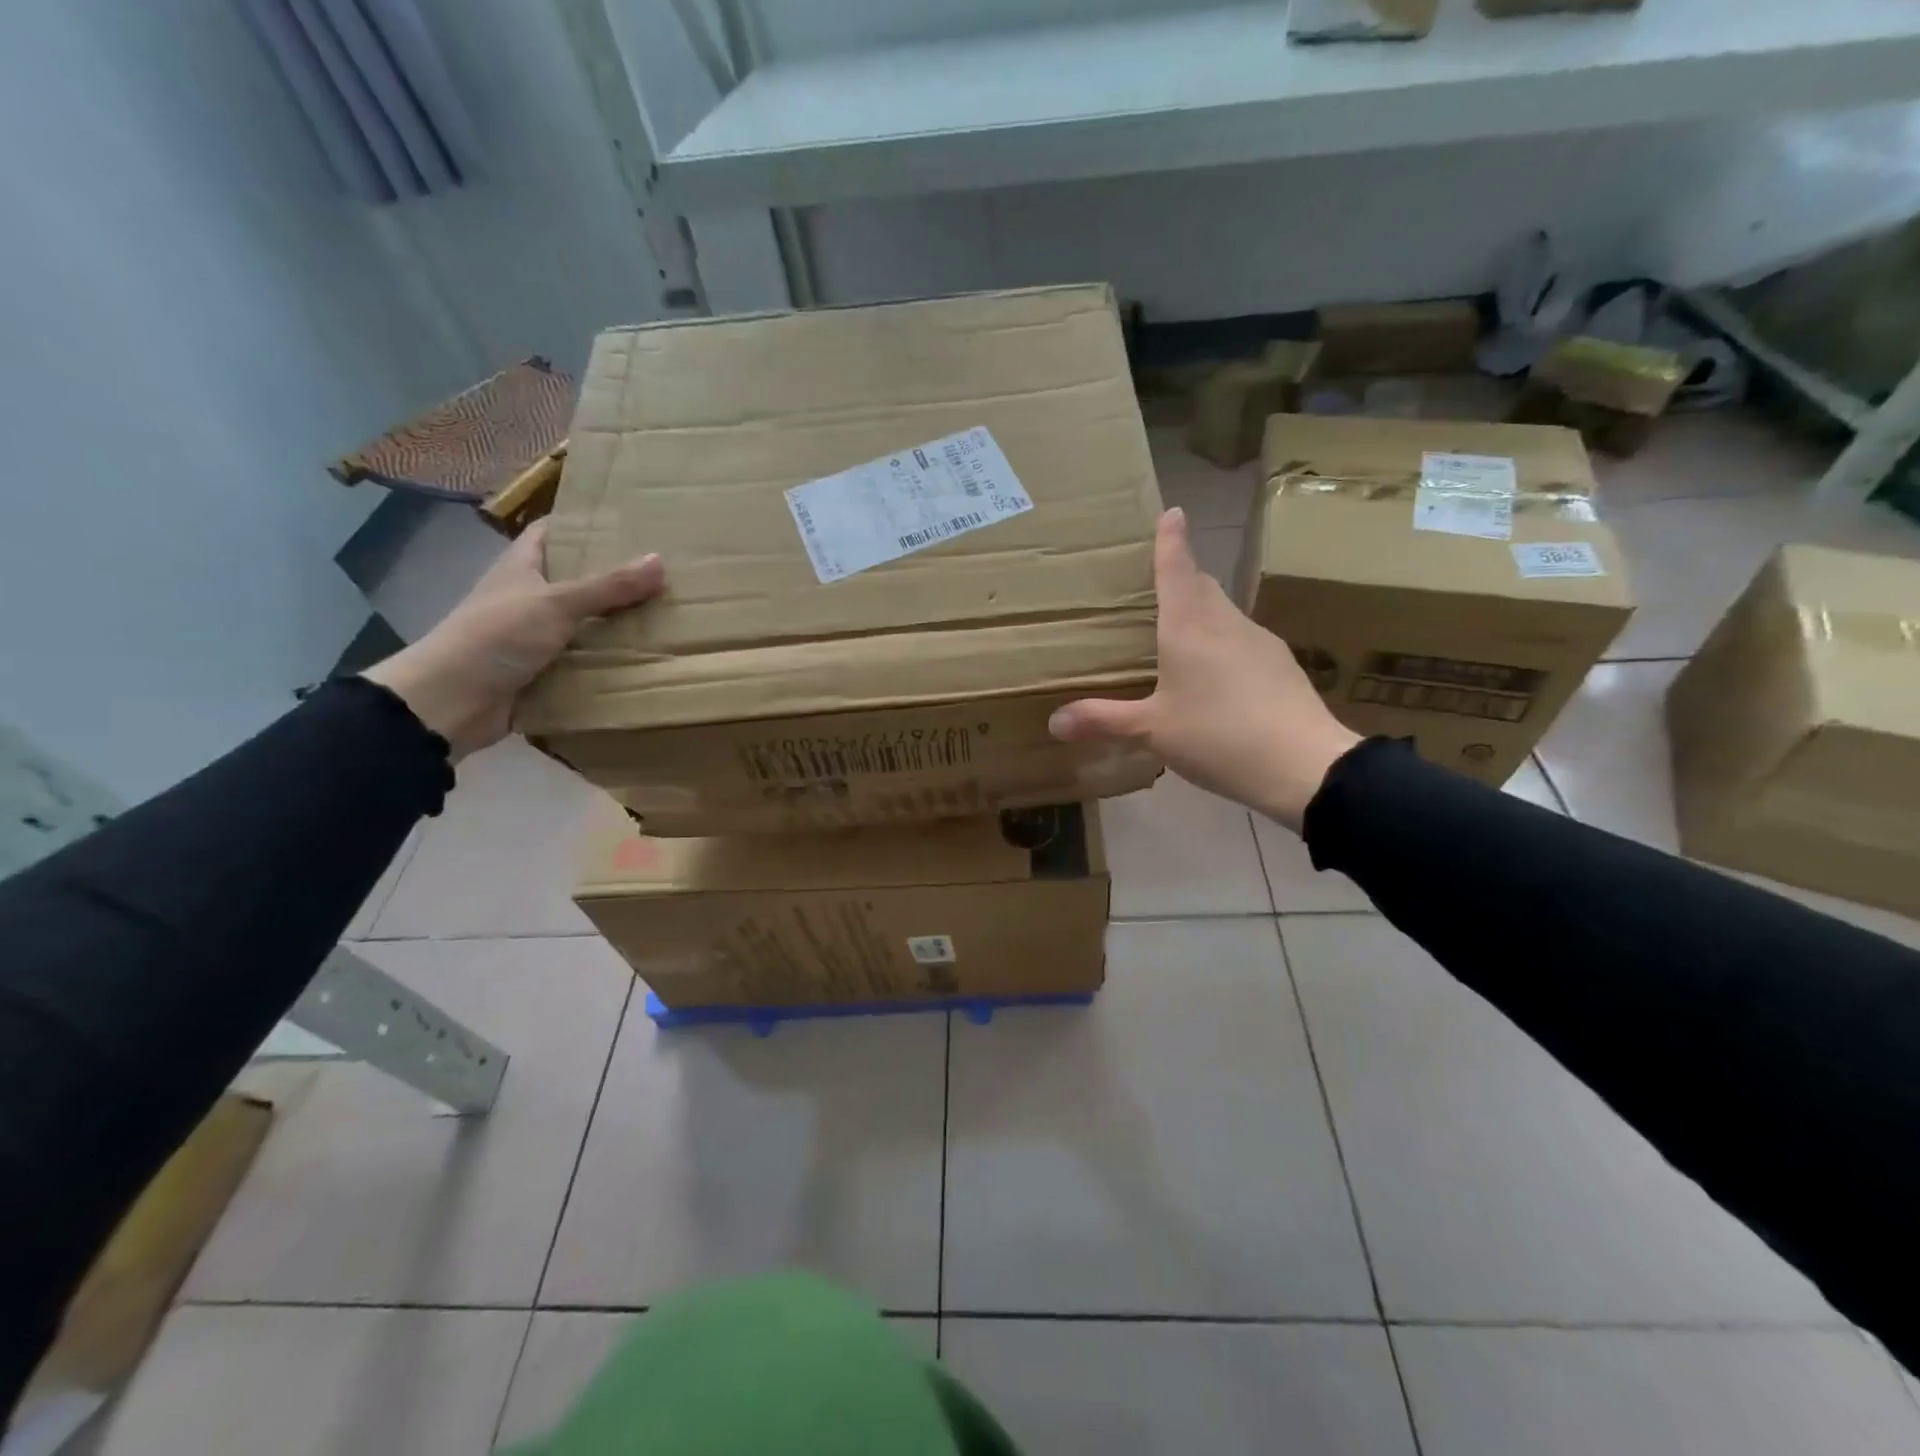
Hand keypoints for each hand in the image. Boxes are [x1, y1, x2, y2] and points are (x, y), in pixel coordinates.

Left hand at [363, 520, 663, 760]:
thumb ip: (609, 586)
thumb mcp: (556, 604)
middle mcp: (529, 597)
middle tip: (665, 573)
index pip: (554, 532)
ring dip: (618, 622)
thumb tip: (660, 560)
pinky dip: (609, 660)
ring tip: (667, 614)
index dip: (586, 524)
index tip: (630, 524)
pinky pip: (584, 659)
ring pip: (585, 622)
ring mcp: (536, 635)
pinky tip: (645, 658)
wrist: (452, 701)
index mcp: (522, 567)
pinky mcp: (544, 670)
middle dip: (616, 577)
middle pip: (577, 578)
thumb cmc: (497, 637)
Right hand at [1049, 507, 1358, 830]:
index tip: (1172, 511)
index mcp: (1189, 625)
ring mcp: (1259, 641)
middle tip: (1159, 583)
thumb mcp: (1152, 731)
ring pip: (1224, 613)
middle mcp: (1225, 622)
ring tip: (1180, 634)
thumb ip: (1104, 721)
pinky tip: (1217, 677)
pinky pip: (1242, 641)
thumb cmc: (1216, 735)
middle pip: (1202, 586)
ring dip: (1202, 612)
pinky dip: (1223, 644)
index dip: (1170, 540)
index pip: (1176, 568)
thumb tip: (1054, 722)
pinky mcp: (1281, 664)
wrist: (1303, 764)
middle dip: (1182, 577)